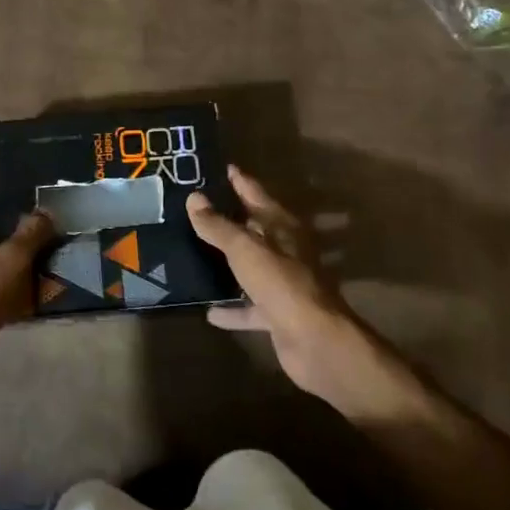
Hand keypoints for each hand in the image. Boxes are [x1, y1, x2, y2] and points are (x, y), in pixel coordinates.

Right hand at [188, 166, 379, 402]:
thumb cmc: (281, 283)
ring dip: (228, 262)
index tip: (221, 168)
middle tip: (196, 208)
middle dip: (229, 219)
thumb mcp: (244, 249)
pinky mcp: (278, 314)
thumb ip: (218, 225)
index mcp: (282, 226)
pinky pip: (249, 306)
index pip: (256, 193)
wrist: (316, 341)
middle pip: (253, 229)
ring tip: (194, 253)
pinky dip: (231, 308)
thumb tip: (194, 197)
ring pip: (250, 266)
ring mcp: (282, 283)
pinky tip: (207, 309)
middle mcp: (285, 250)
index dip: (239, 180)